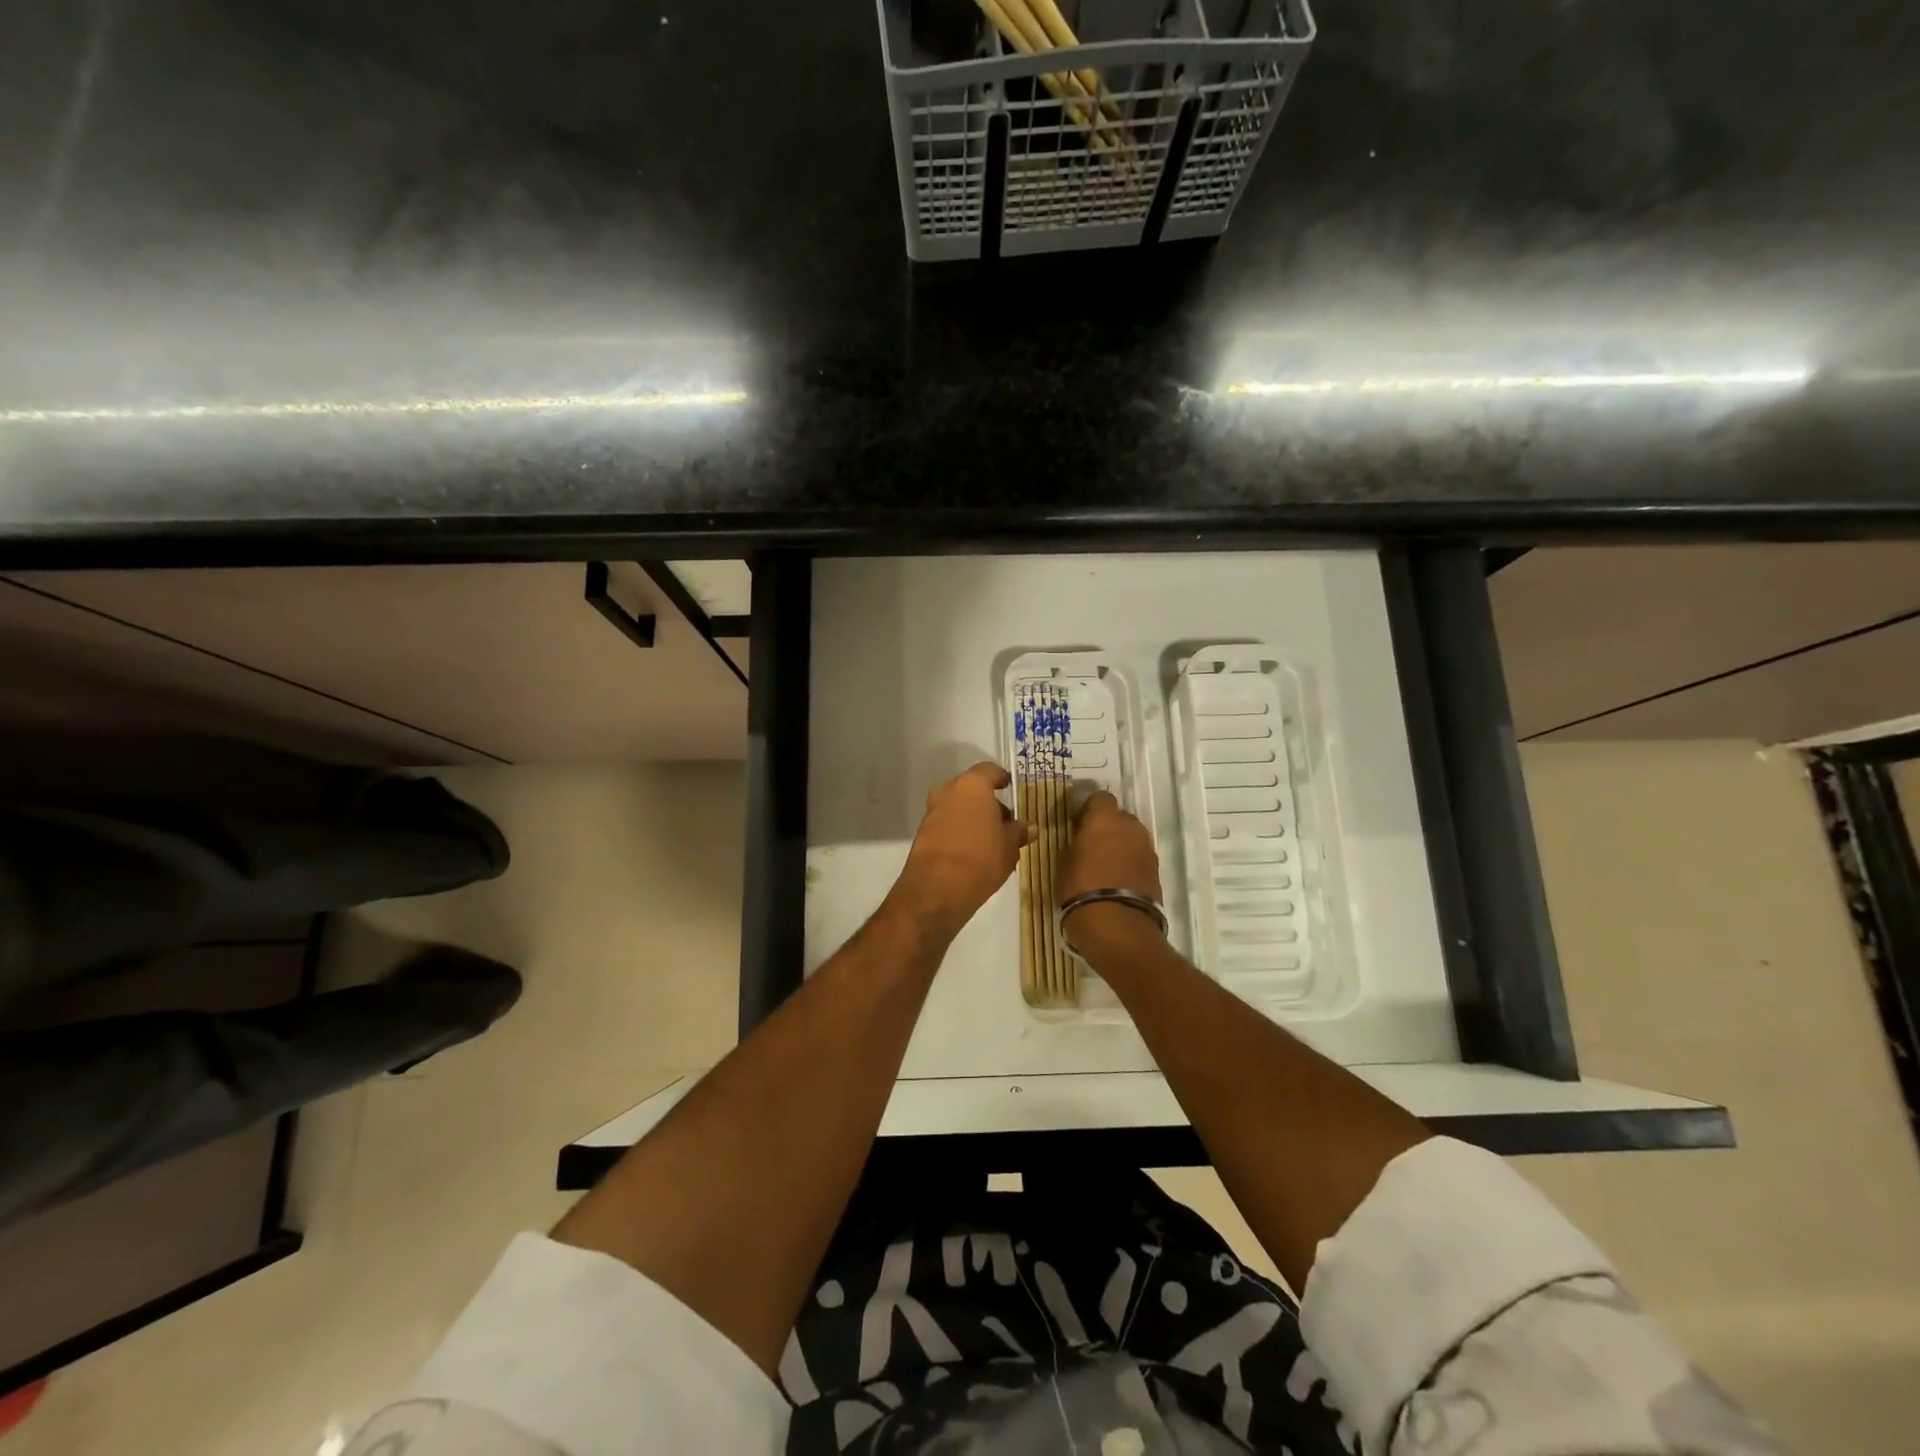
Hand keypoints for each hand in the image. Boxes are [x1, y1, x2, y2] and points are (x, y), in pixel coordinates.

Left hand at [888, 762, 1032, 941]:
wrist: (937, 889)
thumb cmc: (981, 858)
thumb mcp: (1009, 846)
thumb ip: (1019, 832)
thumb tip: (1030, 827)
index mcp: (972, 786)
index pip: (989, 771)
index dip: (1002, 778)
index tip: (1010, 788)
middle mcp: (948, 792)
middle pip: (972, 790)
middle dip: (988, 803)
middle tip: (1005, 823)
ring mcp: (932, 812)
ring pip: (958, 808)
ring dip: (973, 818)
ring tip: (992, 842)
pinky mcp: (923, 834)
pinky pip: (947, 825)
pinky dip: (960, 832)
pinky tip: (973, 853)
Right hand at [1058, 791, 1164, 952]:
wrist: (1117, 926)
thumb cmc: (1080, 889)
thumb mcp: (1064, 862)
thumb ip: (1075, 843)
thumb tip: (1081, 838)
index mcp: (1105, 819)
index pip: (1100, 797)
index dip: (1089, 809)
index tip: (1078, 825)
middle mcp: (1130, 827)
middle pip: (1119, 817)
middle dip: (1107, 827)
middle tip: (1091, 846)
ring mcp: (1147, 848)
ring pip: (1131, 837)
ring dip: (1120, 845)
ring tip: (1105, 867)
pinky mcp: (1156, 870)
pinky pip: (1139, 857)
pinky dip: (1130, 863)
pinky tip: (1117, 881)